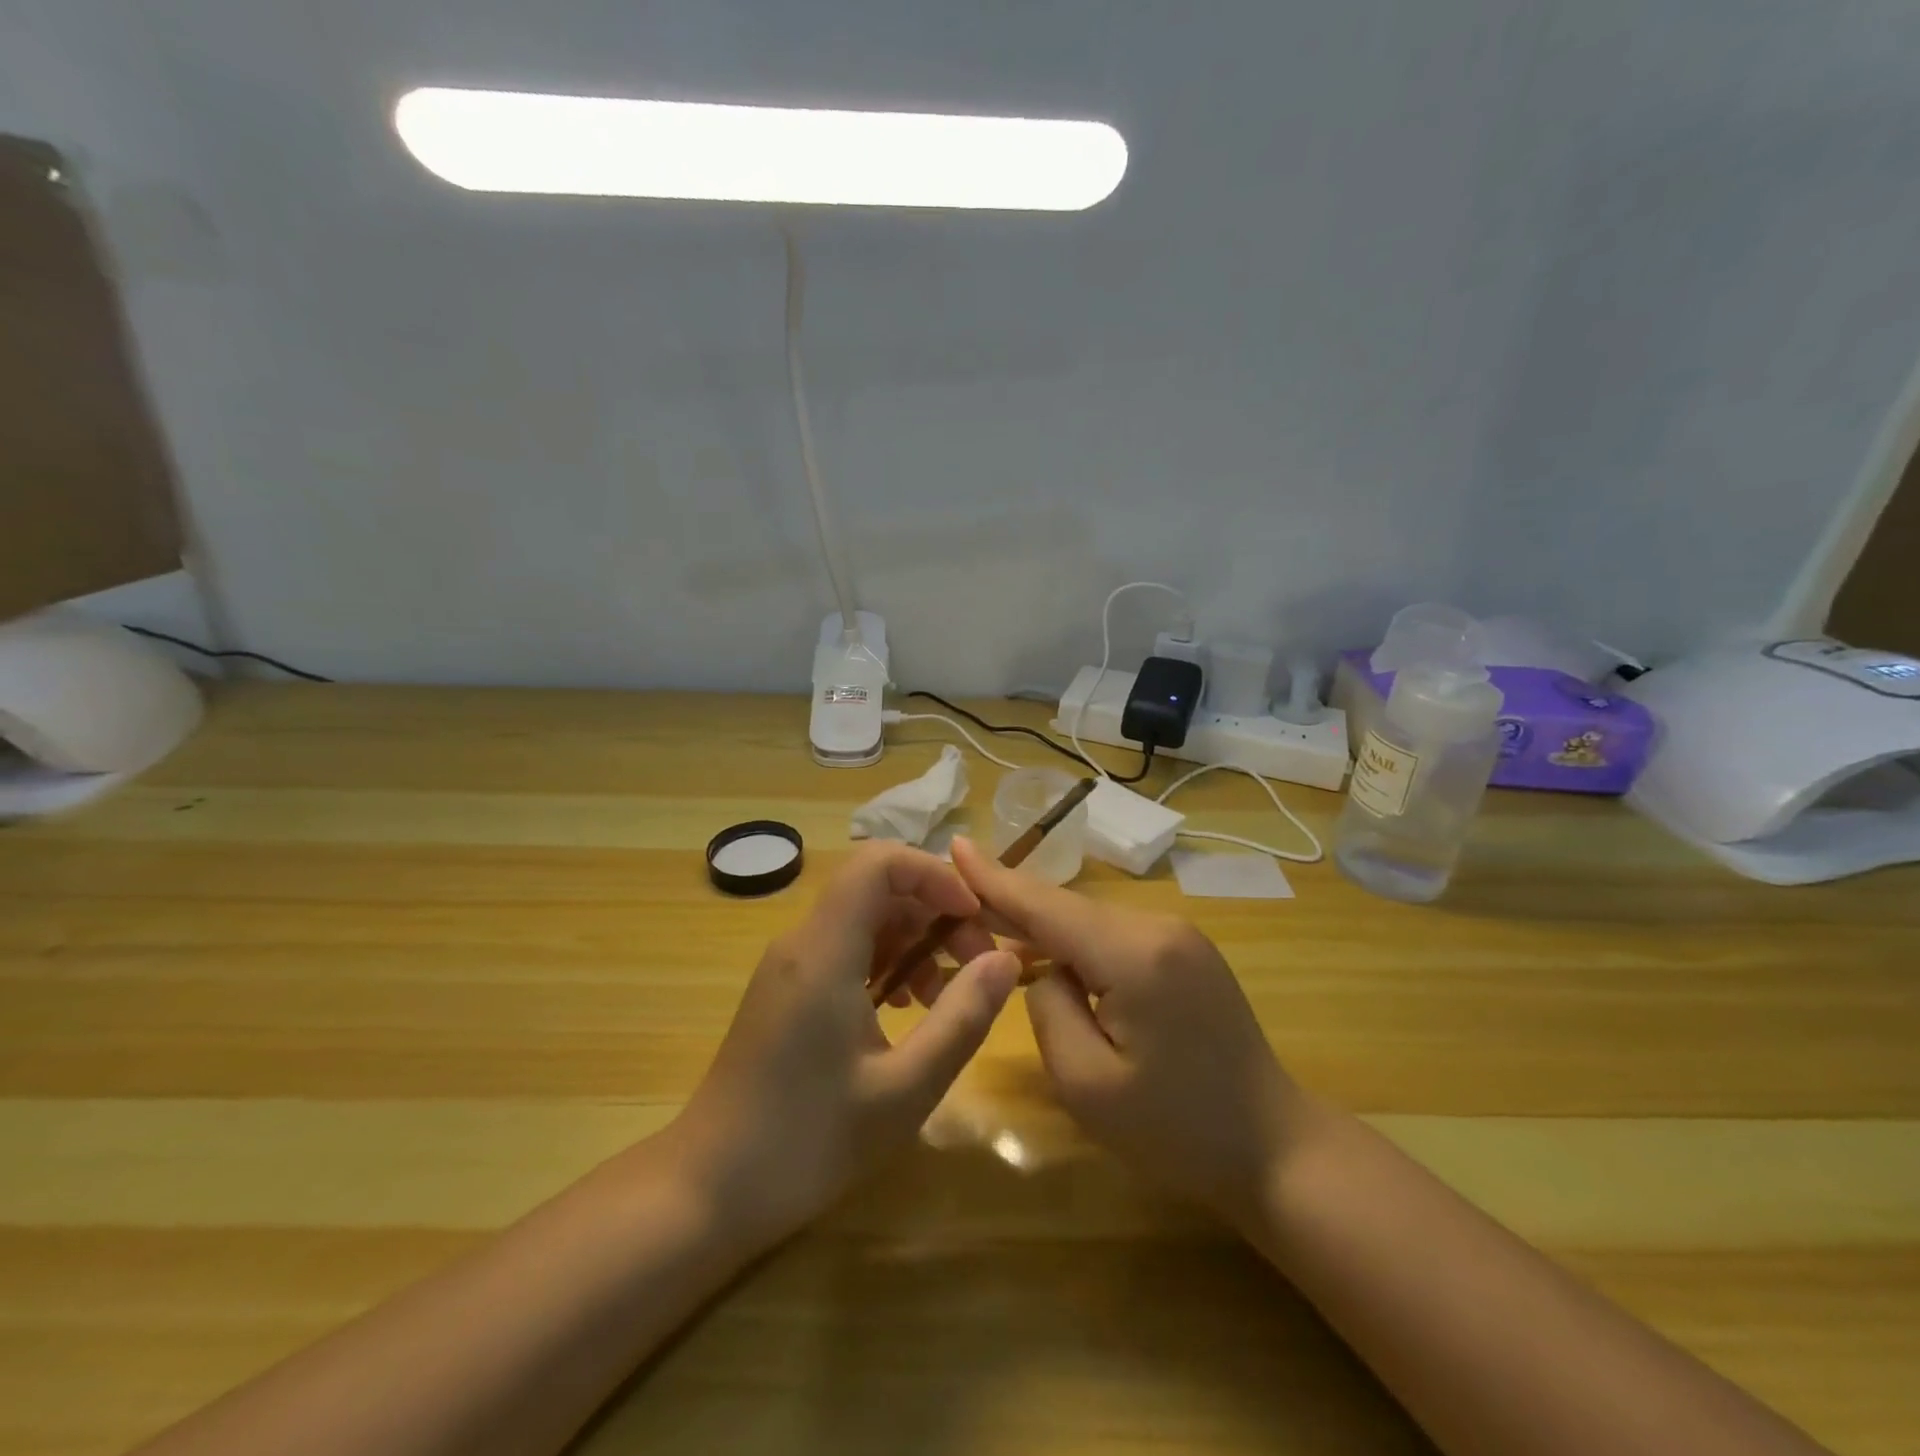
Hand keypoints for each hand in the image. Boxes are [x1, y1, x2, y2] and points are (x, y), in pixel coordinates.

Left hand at [669, 842, 1021, 1250]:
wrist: (709, 1190)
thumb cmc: (808, 1141)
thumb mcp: (904, 1088)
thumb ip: (961, 1018)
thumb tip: (1005, 961)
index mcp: (824, 950)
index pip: (878, 863)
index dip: (933, 875)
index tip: (974, 919)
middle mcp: (802, 942)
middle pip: (875, 887)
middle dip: (934, 912)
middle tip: (975, 965)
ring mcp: (789, 965)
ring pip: (863, 918)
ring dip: (913, 941)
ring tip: (945, 996)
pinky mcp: (786, 990)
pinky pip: (844, 949)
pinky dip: (885, 962)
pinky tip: (905, 1010)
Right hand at [951, 836, 1303, 1233]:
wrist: (1276, 1147)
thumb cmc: (1178, 1131)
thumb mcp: (1088, 1085)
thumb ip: (1048, 1010)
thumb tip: (1043, 970)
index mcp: (1134, 955)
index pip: (1047, 907)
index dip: (996, 879)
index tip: (955, 844)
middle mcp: (1158, 927)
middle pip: (1068, 908)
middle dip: (1014, 907)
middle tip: (958, 907)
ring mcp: (1179, 935)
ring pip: (1090, 920)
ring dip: (1046, 928)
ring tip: (996, 935)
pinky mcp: (1187, 951)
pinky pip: (1114, 934)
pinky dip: (1078, 943)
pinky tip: (1053, 958)